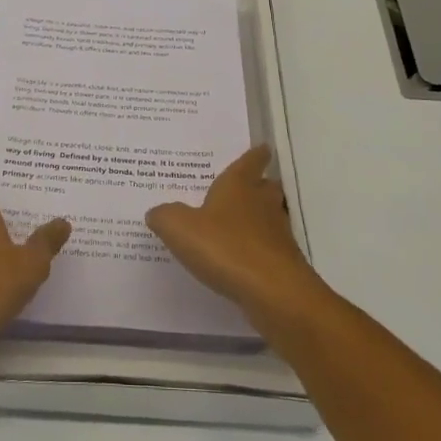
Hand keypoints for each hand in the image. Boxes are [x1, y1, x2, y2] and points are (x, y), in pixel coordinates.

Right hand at [147, 146, 324, 332]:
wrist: (273, 292)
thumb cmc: (225, 247)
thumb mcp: (179, 228)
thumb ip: (165, 216)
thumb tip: (157, 211)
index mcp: (239, 186)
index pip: (250, 162)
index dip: (255, 155)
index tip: (262, 148)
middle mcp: (262, 204)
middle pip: (265, 187)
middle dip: (258, 185)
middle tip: (244, 186)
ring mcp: (277, 234)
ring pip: (270, 217)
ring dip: (258, 218)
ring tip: (237, 224)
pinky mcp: (283, 263)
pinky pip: (268, 247)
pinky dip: (257, 248)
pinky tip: (240, 259)